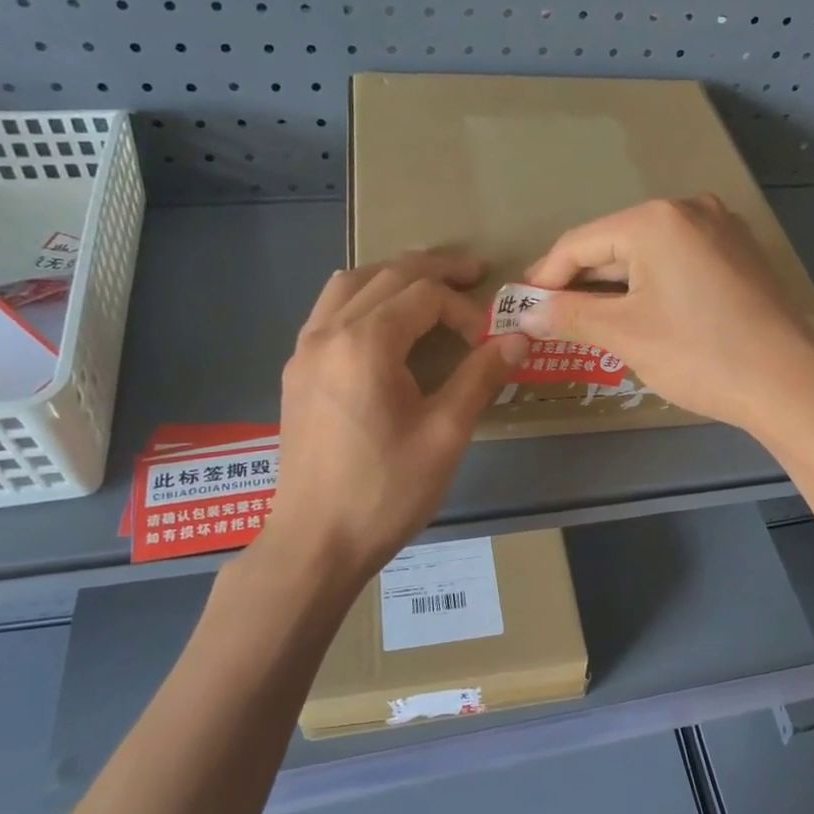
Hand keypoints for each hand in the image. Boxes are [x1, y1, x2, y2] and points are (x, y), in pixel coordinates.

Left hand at [261, 253, 527, 584]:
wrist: (316, 542)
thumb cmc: (386, 491)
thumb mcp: (446, 434)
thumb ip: (481, 377)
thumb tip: (518, 339)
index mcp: (365, 343)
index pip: (424, 296)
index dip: (464, 309)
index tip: (489, 342)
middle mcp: (328, 333)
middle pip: (385, 276)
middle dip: (433, 271)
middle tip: (473, 274)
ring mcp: (304, 351)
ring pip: (348, 285)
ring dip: (391, 276)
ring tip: (427, 286)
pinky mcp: (296, 373)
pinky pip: (328, 312)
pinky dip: (362, 300)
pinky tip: (382, 323)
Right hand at [518, 195, 813, 429]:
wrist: (788, 383)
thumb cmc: (699, 354)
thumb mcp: (625, 334)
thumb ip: (570, 316)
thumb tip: (527, 313)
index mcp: (656, 219)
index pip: (580, 242)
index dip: (545, 276)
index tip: (521, 307)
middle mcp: (689, 210)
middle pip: (614, 245)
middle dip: (581, 284)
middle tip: (550, 318)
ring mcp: (720, 230)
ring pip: (647, 255)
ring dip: (614, 288)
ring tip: (587, 322)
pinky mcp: (737, 255)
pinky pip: (677, 263)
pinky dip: (650, 286)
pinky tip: (637, 315)